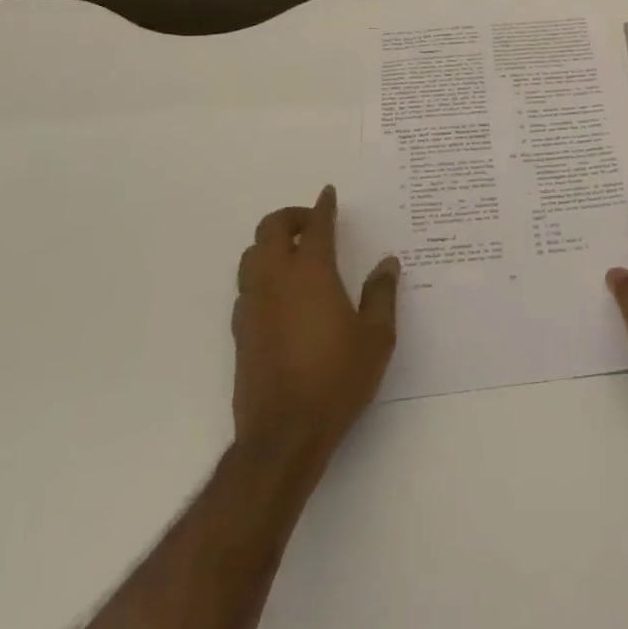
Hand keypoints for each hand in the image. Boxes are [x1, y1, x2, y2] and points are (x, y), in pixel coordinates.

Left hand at [232, 186, 399, 463]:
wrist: (283, 434)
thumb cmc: (337, 380)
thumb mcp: (376, 338)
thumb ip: (381, 295)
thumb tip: (387, 263)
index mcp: (311, 273)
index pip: (316, 225)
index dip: (323, 205)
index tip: (328, 193)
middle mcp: (276, 279)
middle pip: (271, 228)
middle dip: (291, 216)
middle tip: (312, 222)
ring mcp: (252, 304)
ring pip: (251, 254)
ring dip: (271, 243)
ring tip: (294, 252)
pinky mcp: (240, 330)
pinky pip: (246, 284)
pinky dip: (261, 273)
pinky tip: (280, 293)